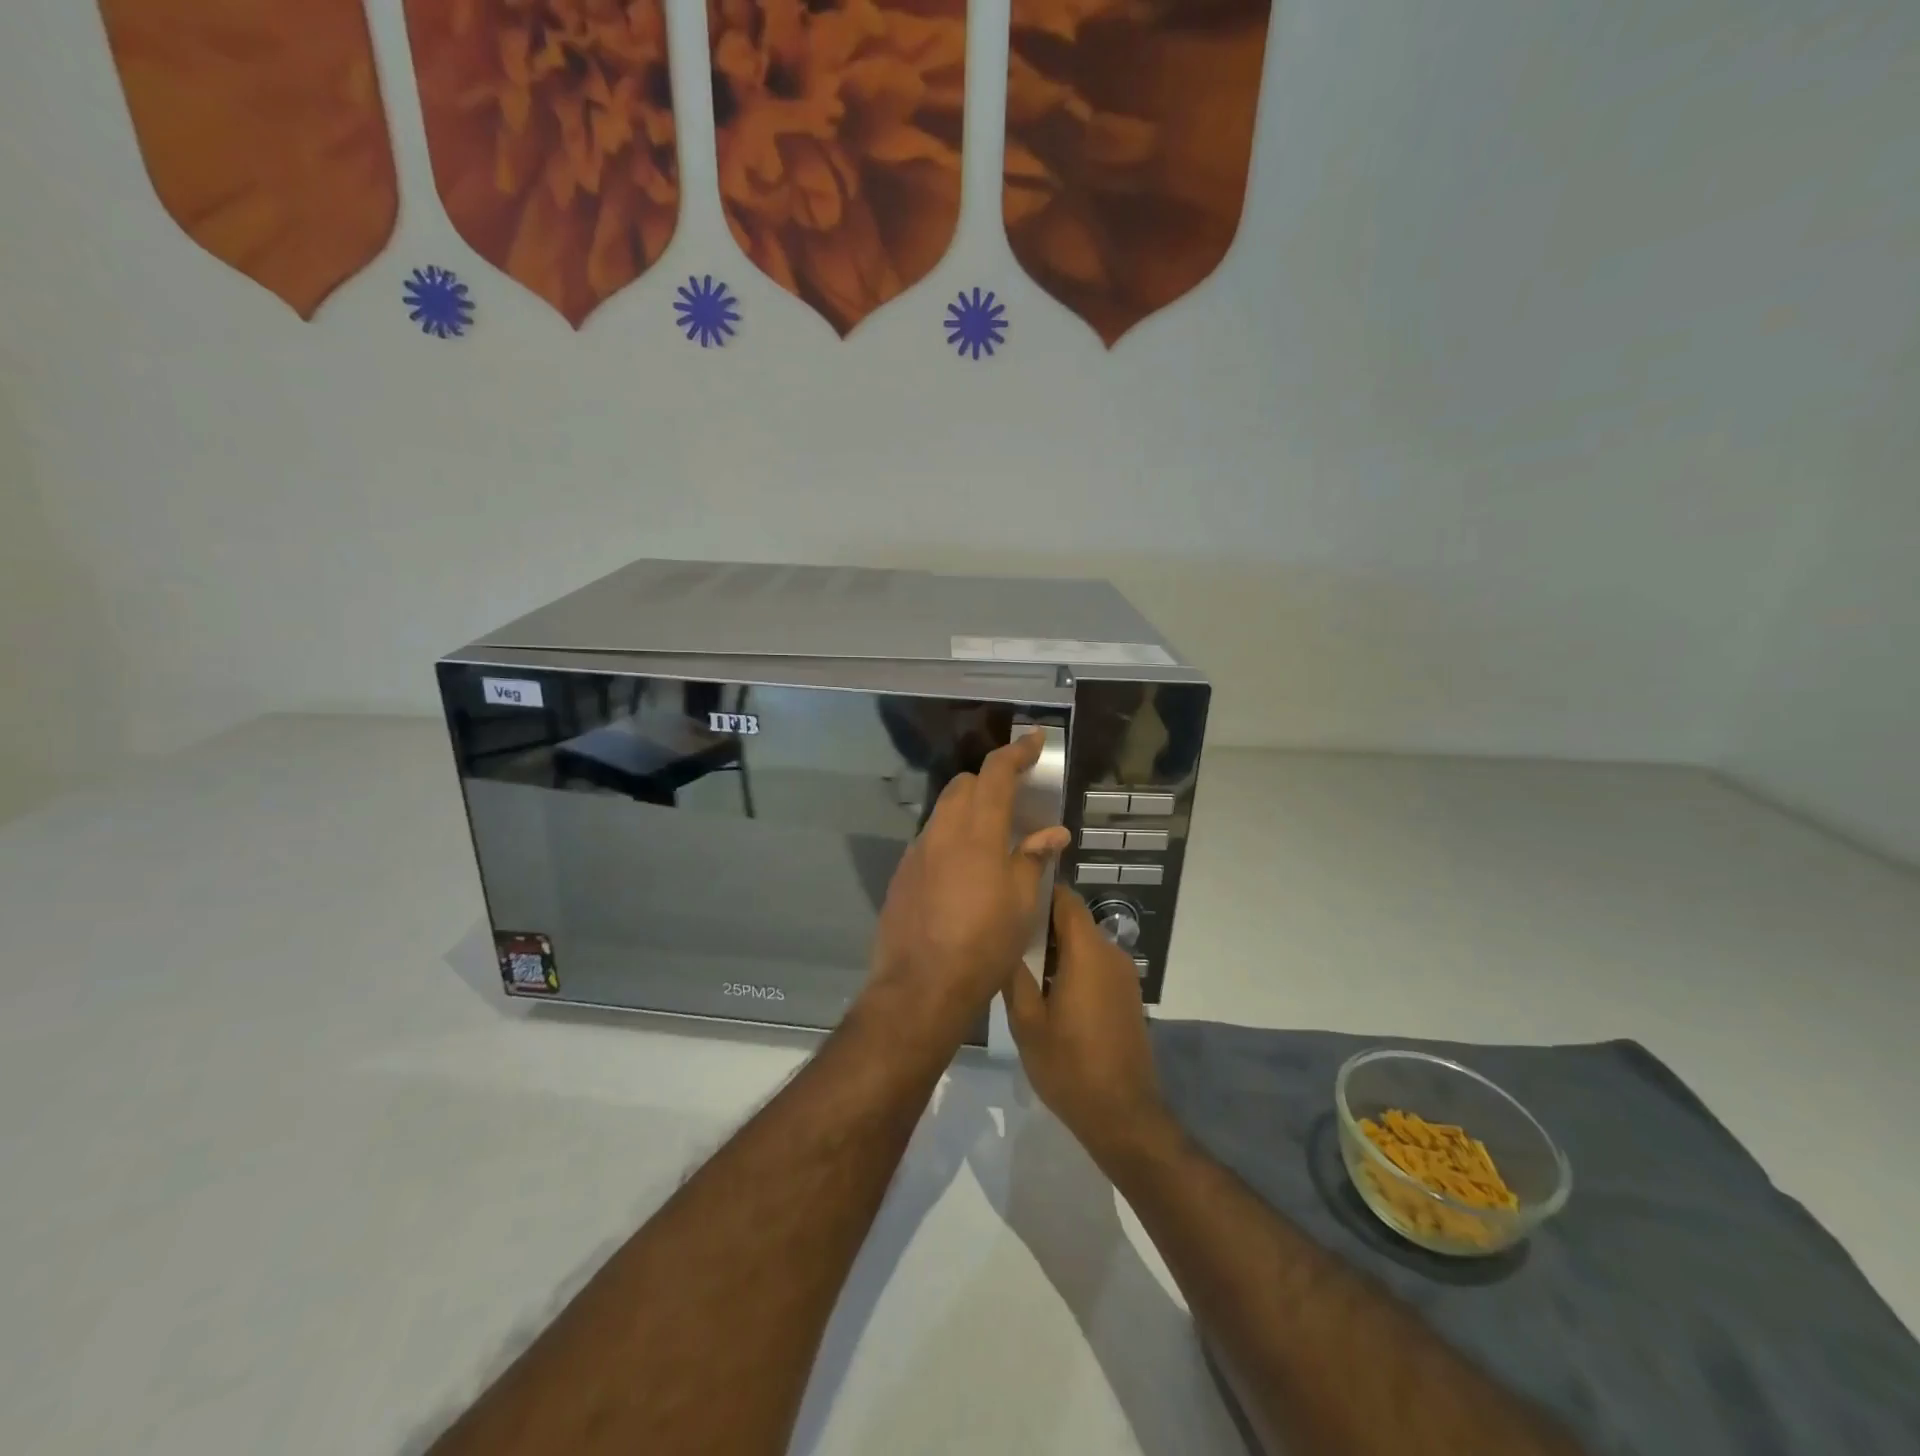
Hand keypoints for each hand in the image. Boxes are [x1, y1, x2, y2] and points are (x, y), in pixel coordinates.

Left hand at [863, 731, 1069, 1046]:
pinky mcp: (902, 874)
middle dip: (990, 782)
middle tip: (1015, 801)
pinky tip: (963, 870)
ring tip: (991, 839)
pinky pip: (929, 839)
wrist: (920, 987)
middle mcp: (942, 832)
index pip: (995, 774)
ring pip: (943, 810)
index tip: (1034, 741)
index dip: (1016, 753)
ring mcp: (917, 852)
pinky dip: (950, 838)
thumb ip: (1033, 859)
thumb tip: (1052, 832)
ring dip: (968, 810)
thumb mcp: (1021, 904)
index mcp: (977, 833)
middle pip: (964, 785)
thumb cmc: (982, 945)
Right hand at [1004, 888, 1168, 1164]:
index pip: (1065, 899)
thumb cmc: (1069, 1066)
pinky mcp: (1127, 996)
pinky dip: (1073, 966)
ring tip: (1021, 965)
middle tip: (1005, 938)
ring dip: (1056, 949)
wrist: (1122, 1115)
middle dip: (1042, 924)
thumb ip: (1015, 975)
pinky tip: (1048, 992)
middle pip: (1074, 920)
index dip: (1039, 893)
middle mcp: (1111, 954)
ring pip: (1084, 943)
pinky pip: (1096, 965)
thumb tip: (1003, 942)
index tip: (1010, 900)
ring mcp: (1124, 976)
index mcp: (1088, 952)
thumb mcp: (1027, 1023)